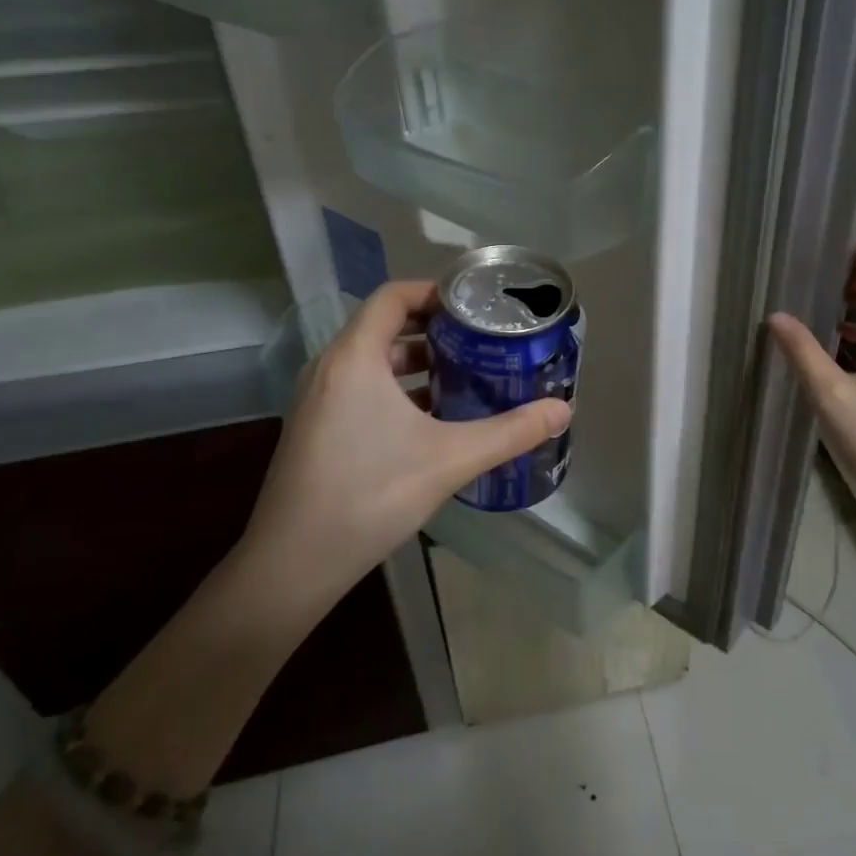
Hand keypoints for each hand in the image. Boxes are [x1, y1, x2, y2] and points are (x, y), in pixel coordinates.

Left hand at [243, 280, 570, 585]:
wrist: (293, 564)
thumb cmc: (370, 495)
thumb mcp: (451, 459)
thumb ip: (511, 432)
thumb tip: (563, 410)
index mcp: (355, 358)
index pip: (393, 296)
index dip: (435, 292)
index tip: (476, 306)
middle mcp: (330, 368)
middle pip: (385, 326)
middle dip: (435, 329)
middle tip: (482, 340)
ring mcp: (318, 399)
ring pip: (373, 360)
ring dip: (417, 362)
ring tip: (465, 374)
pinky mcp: (316, 427)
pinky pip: (360, 387)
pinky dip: (397, 389)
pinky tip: (433, 418)